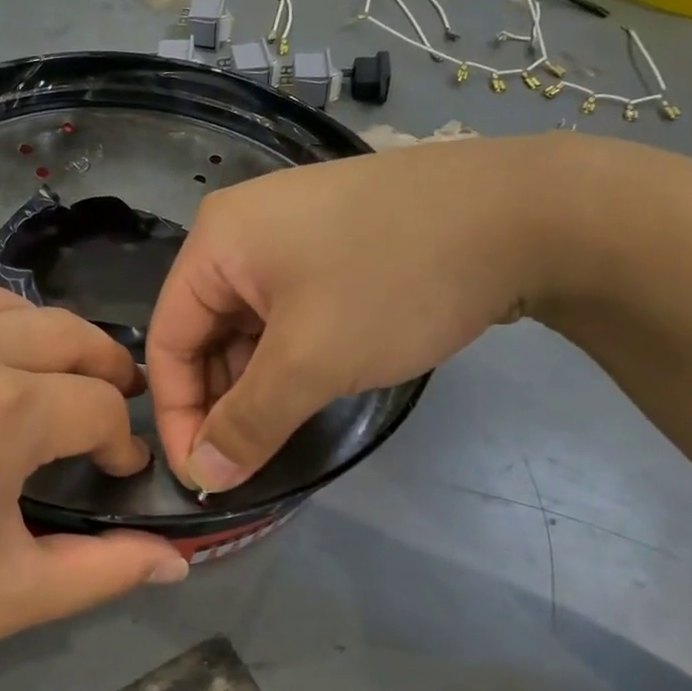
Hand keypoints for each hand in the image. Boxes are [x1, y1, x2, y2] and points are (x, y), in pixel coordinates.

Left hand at [0, 285, 187, 690]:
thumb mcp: (3, 599)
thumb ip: (104, 573)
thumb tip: (179, 560)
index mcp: (4, 408)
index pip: (101, 405)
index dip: (122, 441)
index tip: (114, 471)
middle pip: (64, 331)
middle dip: (101, 366)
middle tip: (105, 403)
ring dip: (32, 339)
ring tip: (33, 379)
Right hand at [146, 134, 567, 492]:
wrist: (524, 213)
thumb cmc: (393, 281)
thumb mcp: (311, 361)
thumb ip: (248, 423)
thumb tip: (204, 477)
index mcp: (215, 241)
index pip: (167, 339)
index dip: (177, 413)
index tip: (204, 476)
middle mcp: (240, 229)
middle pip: (205, 330)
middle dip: (221, 399)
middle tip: (245, 460)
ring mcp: (289, 231)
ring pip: (249, 323)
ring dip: (258, 380)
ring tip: (280, 430)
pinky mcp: (331, 242)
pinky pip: (286, 308)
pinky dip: (290, 353)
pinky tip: (312, 384)